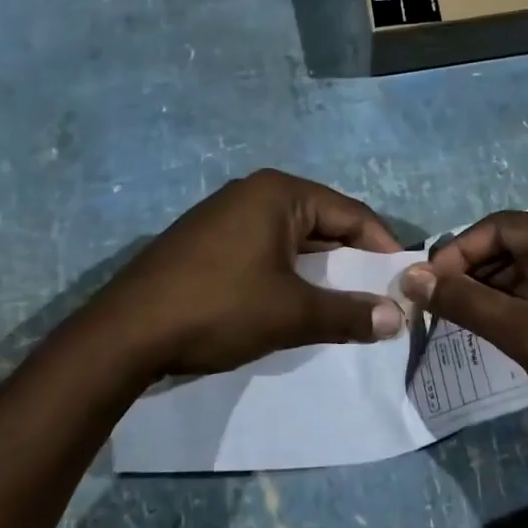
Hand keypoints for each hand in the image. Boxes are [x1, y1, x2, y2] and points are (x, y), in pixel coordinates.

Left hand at [88, 168, 405, 378]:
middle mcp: (253, 192)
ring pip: (292, 240)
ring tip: (342, 305)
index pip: (351, 213)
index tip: (403, 281)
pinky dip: (287, 274)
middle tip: (377, 297)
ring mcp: (224, 215)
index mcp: (279, 192)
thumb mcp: (291, 313)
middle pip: (322, 223)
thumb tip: (397, 319)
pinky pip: (263, 250)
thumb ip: (348, 314)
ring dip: (319, 271)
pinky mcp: (206, 241)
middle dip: (351, 262)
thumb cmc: (219, 309)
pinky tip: (293, 305)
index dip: (382, 248)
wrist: (123, 335)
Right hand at [400, 212, 527, 444]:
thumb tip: (412, 278)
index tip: (428, 282)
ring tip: (459, 315)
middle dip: (475, 270)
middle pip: (517, 244)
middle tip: (439, 301)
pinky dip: (519, 301)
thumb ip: (465, 301)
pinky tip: (495, 323)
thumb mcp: (524, 332)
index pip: (502, 227)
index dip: (459, 251)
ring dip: (494, 288)